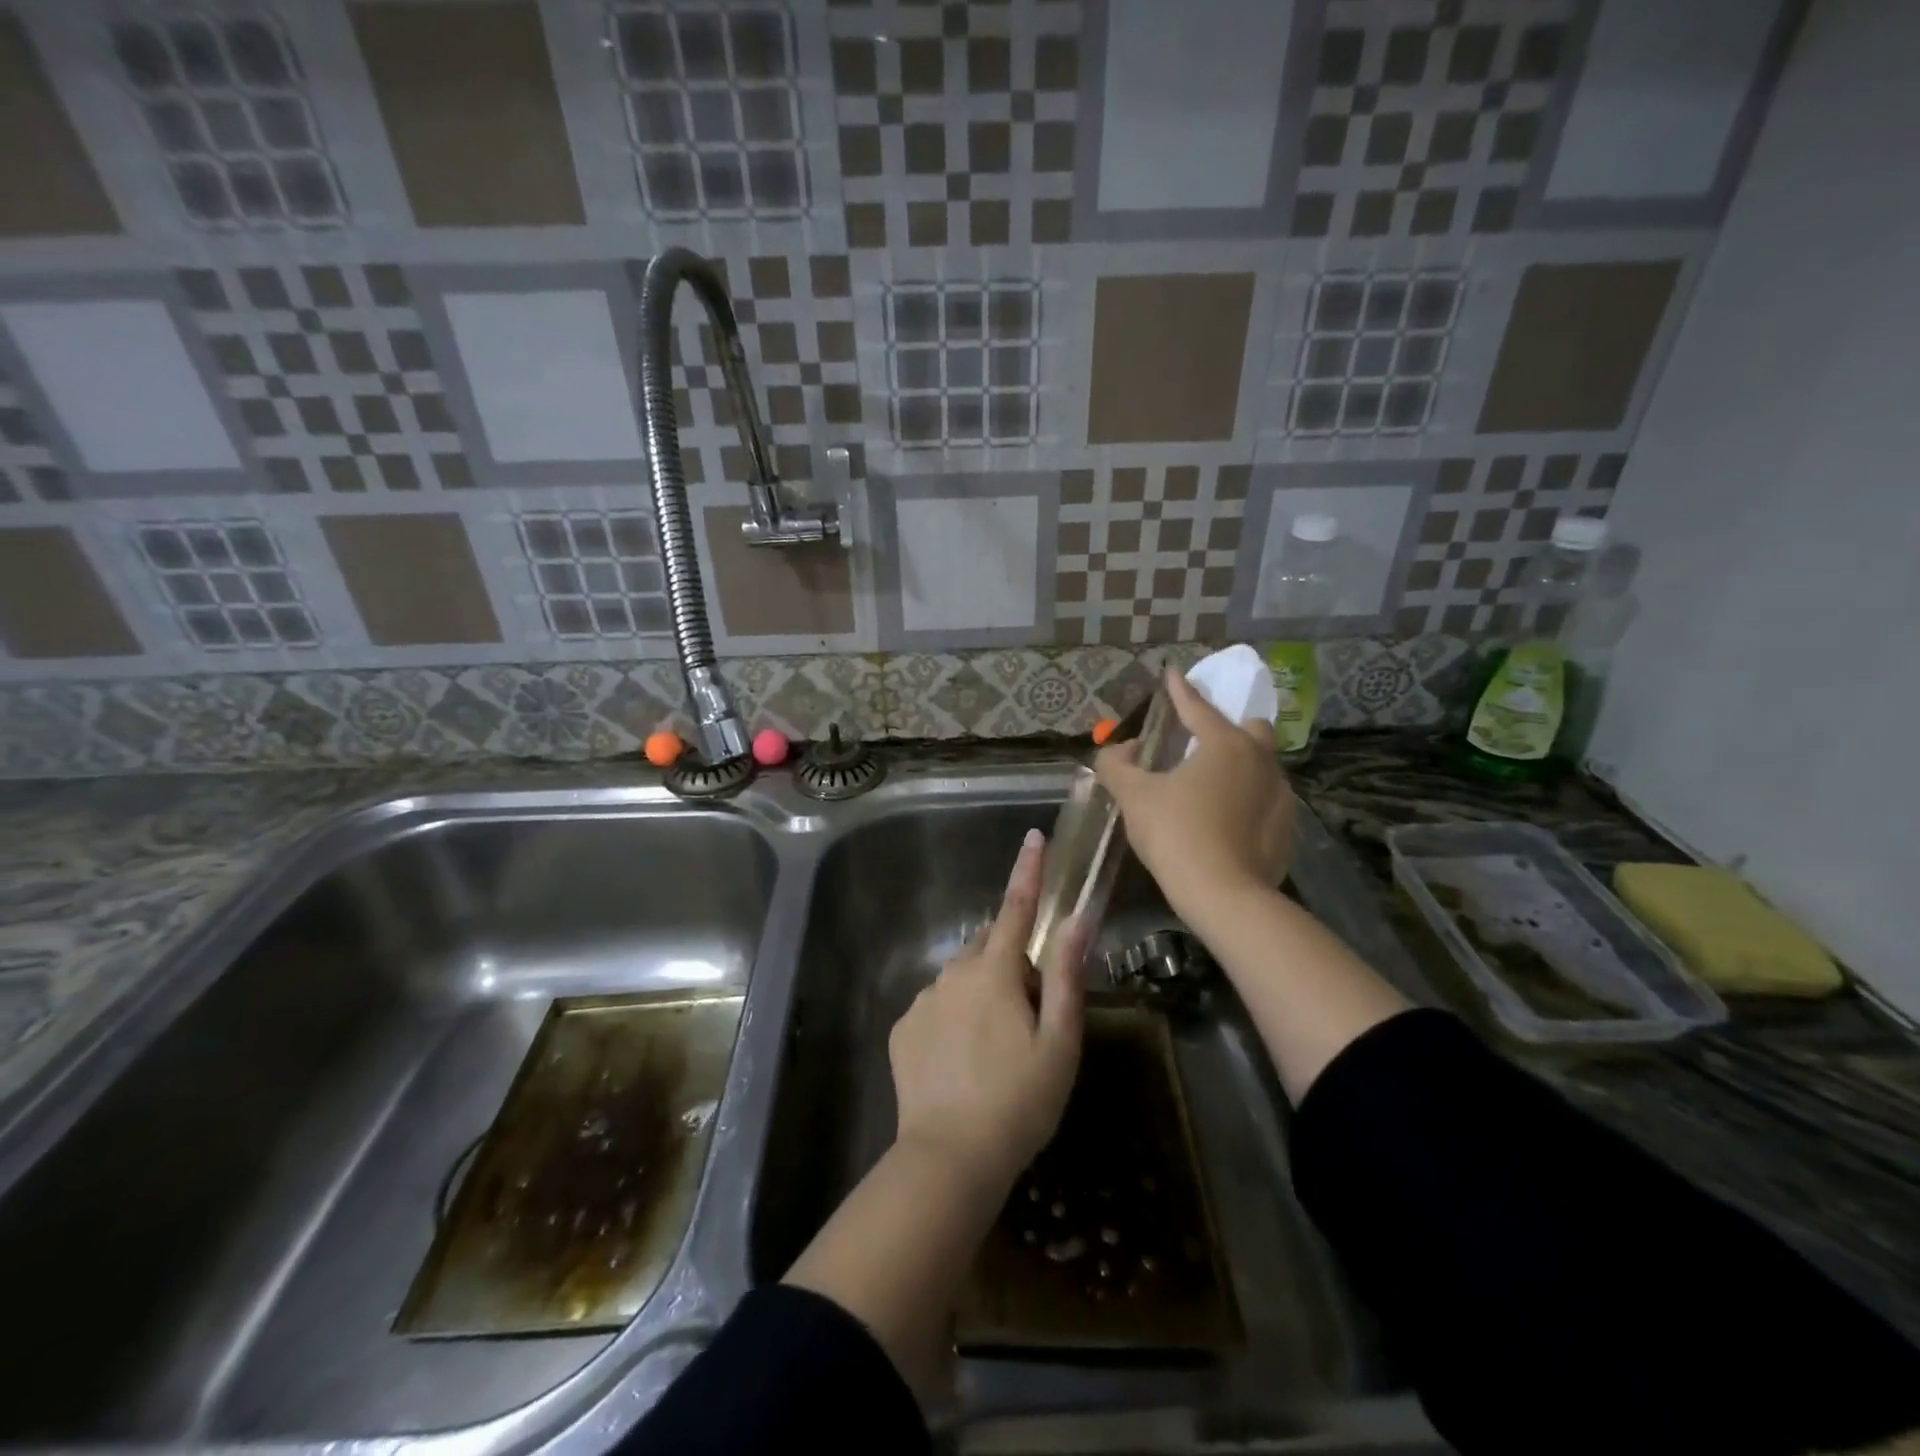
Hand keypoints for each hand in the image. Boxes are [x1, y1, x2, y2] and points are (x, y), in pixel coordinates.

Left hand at [888, 828, 1085, 1192]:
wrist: (949, 1158)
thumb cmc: (1020, 1101)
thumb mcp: (1059, 1042)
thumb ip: (1067, 976)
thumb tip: (1077, 920)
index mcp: (996, 972)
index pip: (1016, 909)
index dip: (1027, 872)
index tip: (1033, 838)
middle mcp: (953, 974)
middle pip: (988, 944)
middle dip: (1011, 955)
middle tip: (1032, 1006)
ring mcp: (923, 1000)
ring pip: (961, 976)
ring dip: (982, 988)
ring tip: (998, 1044)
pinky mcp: (904, 1029)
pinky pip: (937, 1005)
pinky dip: (954, 1014)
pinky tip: (963, 1060)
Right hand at [1095, 667, 1294, 919]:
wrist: (1224, 895)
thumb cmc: (1176, 834)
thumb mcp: (1133, 796)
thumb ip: (1116, 765)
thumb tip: (1121, 750)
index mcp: (1225, 744)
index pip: (1198, 707)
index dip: (1180, 690)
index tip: (1173, 673)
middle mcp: (1260, 760)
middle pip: (1249, 729)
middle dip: (1227, 727)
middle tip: (1200, 743)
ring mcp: (1281, 795)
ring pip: (1262, 765)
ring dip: (1239, 766)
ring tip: (1211, 786)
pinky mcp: (1288, 827)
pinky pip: (1266, 800)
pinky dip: (1248, 800)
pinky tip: (1227, 821)